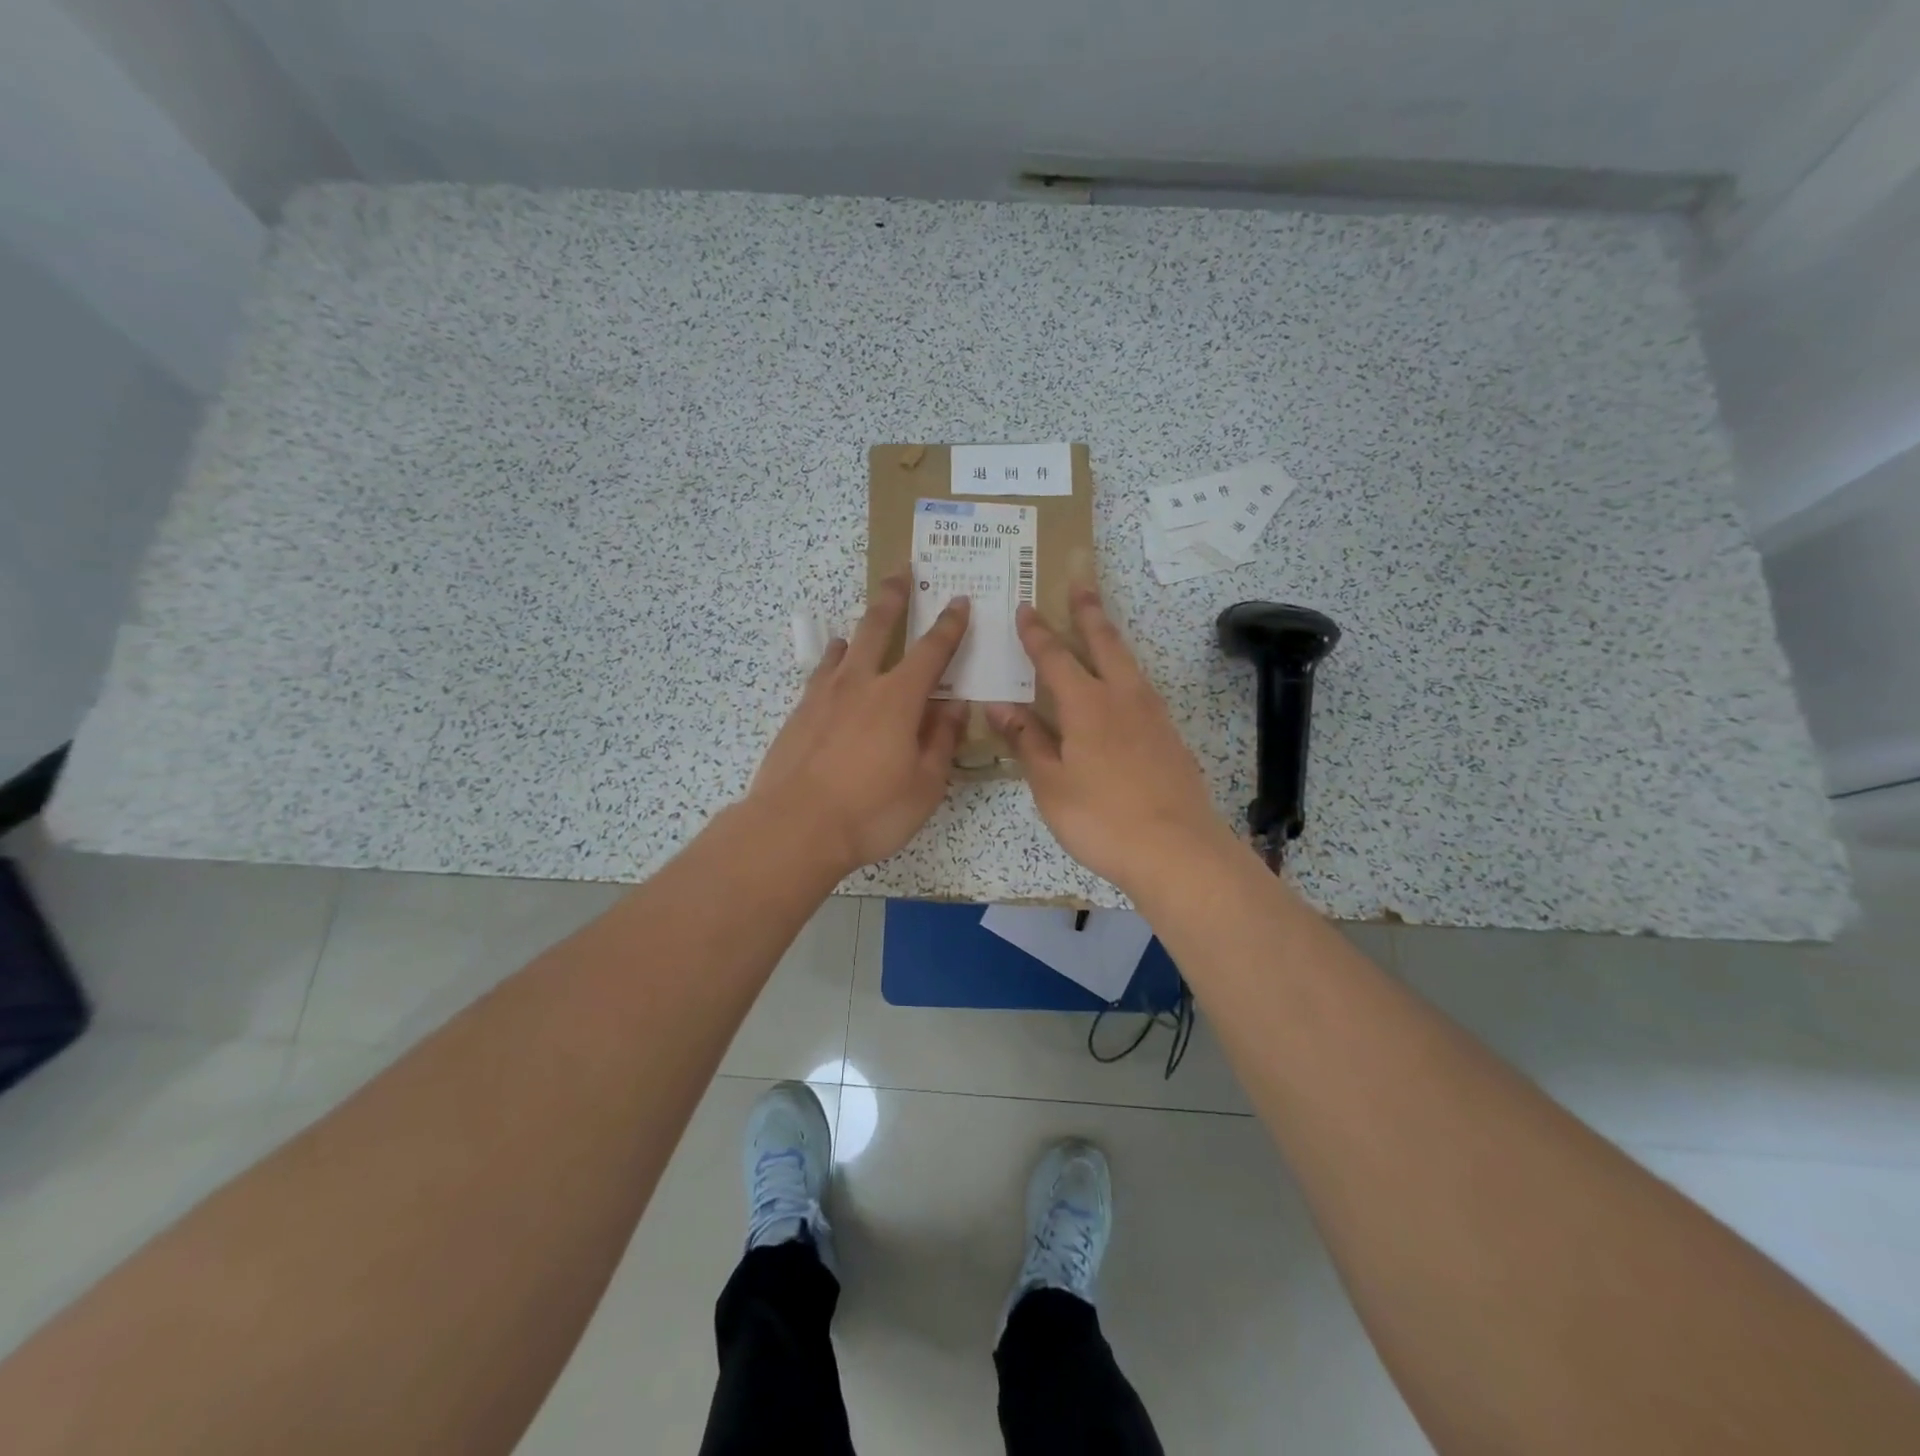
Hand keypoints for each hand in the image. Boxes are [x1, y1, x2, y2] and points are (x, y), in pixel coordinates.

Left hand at [746, 573, 970, 876]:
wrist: (794, 827)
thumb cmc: (871, 812)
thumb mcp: (925, 785)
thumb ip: (941, 741)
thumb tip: (954, 706)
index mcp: (899, 699)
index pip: (932, 651)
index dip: (949, 625)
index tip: (959, 601)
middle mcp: (860, 684)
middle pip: (877, 628)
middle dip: (893, 598)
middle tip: (900, 572)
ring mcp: (823, 696)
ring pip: (843, 647)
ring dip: (858, 629)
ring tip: (862, 623)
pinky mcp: (798, 714)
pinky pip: (820, 674)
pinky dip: (831, 662)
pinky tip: (832, 667)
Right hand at [986, 586, 1234, 897]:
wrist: (1177, 850)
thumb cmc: (1101, 818)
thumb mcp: (1051, 783)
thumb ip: (1027, 740)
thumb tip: (1000, 705)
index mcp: (1087, 705)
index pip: (1055, 657)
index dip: (1037, 633)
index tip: (1025, 607)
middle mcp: (1123, 698)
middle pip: (1104, 643)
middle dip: (1088, 612)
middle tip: (1081, 582)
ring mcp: (1153, 716)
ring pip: (1129, 664)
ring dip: (1112, 639)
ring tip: (1102, 627)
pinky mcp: (1170, 737)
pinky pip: (1142, 690)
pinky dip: (1127, 675)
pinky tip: (1124, 690)